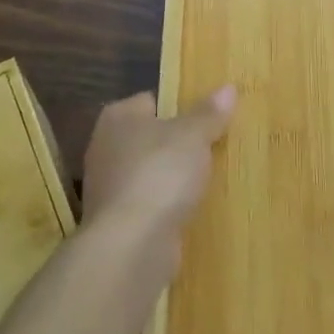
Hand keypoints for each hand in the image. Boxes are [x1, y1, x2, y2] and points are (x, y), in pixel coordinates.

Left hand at [82, 87, 233, 257]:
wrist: (131, 245)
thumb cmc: (160, 174)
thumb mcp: (193, 136)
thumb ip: (209, 113)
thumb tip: (228, 88)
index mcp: (118, 117)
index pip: (151, 100)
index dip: (179, 106)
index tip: (206, 118)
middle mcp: (105, 147)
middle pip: (150, 137)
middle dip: (176, 144)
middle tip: (211, 147)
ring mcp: (108, 187)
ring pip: (149, 172)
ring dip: (171, 178)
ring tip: (206, 180)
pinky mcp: (116, 222)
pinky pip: (148, 204)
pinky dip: (165, 207)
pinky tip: (189, 210)